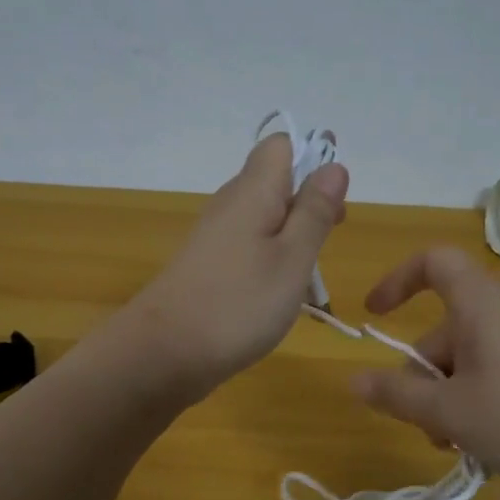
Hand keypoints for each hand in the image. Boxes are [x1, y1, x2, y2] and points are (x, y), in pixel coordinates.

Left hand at [122, 132, 348, 401]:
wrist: (164, 353)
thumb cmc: (239, 304)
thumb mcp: (292, 258)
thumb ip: (314, 212)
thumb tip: (333, 165)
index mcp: (252, 192)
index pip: (279, 145)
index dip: (312, 157)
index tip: (336, 195)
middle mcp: (229, 205)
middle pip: (273, 182)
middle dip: (308, 201)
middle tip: (333, 234)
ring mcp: (214, 238)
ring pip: (262, 218)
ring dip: (292, 234)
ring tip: (311, 273)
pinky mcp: (207, 267)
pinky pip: (247, 247)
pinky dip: (271, 260)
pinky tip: (281, 293)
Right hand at [350, 247, 499, 499]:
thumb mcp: (450, 413)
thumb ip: (397, 395)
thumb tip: (354, 380)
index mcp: (482, 304)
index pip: (433, 262)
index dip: (397, 279)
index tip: (374, 315)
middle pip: (446, 328)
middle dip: (425, 376)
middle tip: (428, 427)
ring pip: (471, 356)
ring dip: (451, 396)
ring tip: (459, 443)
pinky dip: (481, 398)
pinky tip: (489, 441)